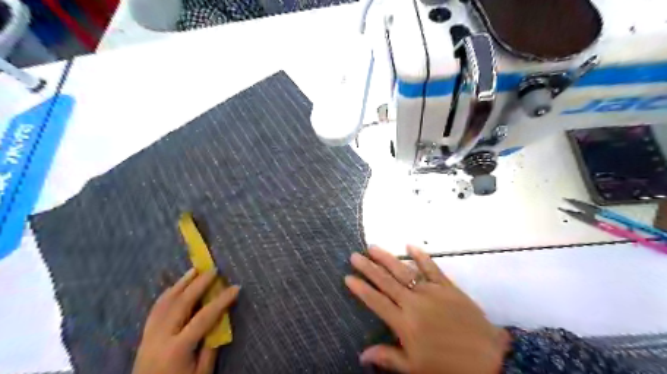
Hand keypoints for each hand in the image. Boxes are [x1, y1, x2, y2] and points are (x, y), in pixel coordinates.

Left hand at [131, 270, 239, 373]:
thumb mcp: (201, 373)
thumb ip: (211, 347)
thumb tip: (220, 321)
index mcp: (177, 349)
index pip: (204, 317)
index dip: (222, 300)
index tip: (236, 287)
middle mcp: (160, 338)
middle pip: (182, 303)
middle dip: (199, 284)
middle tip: (213, 270)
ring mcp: (149, 335)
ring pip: (165, 302)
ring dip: (181, 284)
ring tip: (194, 270)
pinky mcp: (144, 336)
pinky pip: (155, 309)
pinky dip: (167, 294)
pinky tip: (175, 287)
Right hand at [347, 245, 508, 372]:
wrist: (488, 357)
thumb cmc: (447, 364)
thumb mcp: (415, 367)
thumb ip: (388, 357)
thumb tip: (362, 355)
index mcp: (404, 322)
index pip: (376, 301)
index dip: (361, 289)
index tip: (348, 277)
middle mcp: (413, 302)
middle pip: (385, 281)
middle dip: (368, 268)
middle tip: (354, 255)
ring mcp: (430, 291)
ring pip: (403, 270)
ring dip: (387, 258)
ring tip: (372, 247)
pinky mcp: (446, 285)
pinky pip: (431, 267)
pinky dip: (421, 256)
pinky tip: (410, 245)